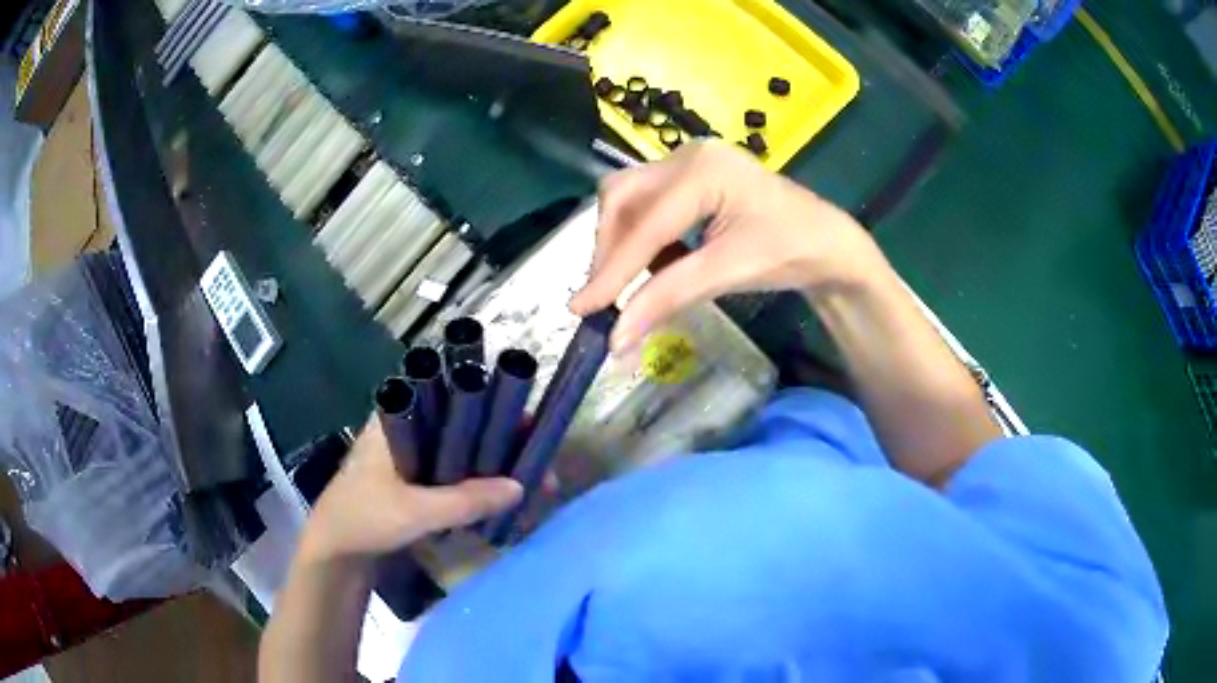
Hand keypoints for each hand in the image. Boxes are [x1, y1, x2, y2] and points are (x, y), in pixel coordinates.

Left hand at [298, 417, 522, 564]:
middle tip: (537, 455)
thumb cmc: (364, 519)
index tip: (525, 420)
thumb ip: (465, 500)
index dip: (491, 402)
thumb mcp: (414, 511)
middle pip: (462, 420)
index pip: (451, 393)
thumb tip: (521, 487)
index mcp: (397, 416)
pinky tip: (501, 494)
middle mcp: (406, 427)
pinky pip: (454, 471)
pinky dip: (477, 480)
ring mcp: (410, 454)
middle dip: (501, 437)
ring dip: (492, 460)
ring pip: (460, 447)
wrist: (335, 552)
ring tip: (529, 477)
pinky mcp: (414, 480)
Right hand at [570, 140, 884, 351]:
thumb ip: (667, 298)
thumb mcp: (728, 273)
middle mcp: (687, 155)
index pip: (644, 224)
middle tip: (606, 296)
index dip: (610, 270)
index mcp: (703, 170)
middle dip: (610, 249)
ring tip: (630, 284)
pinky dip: (643, 238)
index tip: (580, 308)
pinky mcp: (691, 176)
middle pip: (622, 197)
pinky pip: (648, 204)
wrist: (829, 244)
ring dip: (622, 243)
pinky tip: (658, 264)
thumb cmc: (791, 252)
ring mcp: (689, 162)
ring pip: (629, 198)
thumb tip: (615, 339)